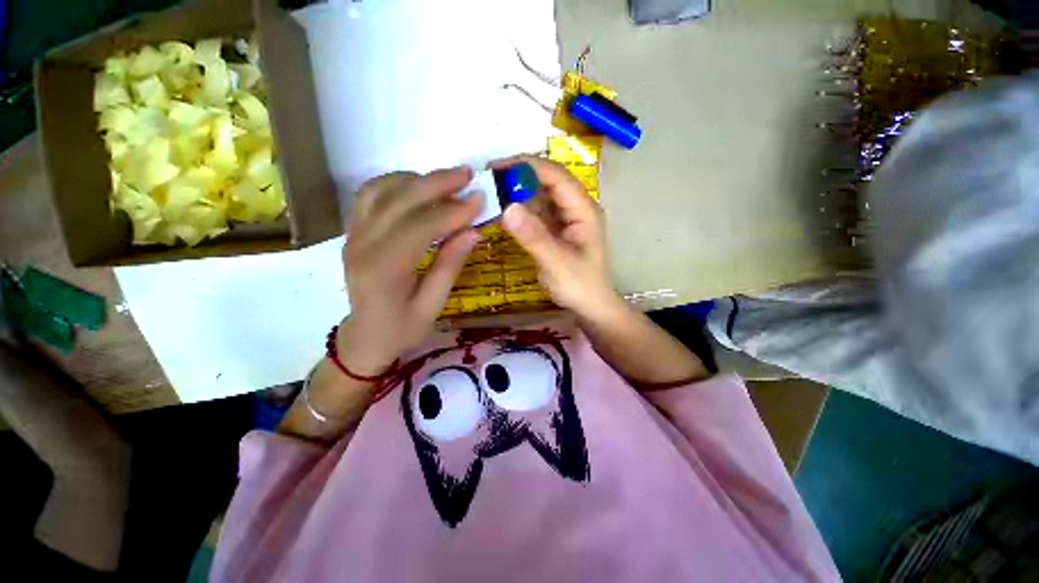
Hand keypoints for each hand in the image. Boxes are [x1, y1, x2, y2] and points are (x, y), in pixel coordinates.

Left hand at [337, 167, 481, 374]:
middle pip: (399, 200)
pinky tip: (417, 186)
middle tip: (467, 174)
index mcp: (384, 270)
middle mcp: (363, 245)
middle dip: (436, 183)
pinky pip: (370, 195)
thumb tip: (472, 232)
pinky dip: (395, 183)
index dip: (452, 211)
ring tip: (446, 179)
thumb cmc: (402, 329)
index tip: (479, 200)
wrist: (365, 337)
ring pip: (381, 191)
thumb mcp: (432, 306)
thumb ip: (450, 266)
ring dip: (416, 179)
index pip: (420, 227)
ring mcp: (354, 235)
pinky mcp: (354, 232)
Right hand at [496, 156, 620, 318]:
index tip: (496, 167)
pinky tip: (502, 211)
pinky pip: (535, 211)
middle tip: (488, 179)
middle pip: (547, 181)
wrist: (589, 305)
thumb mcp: (557, 263)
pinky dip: (519, 209)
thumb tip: (507, 207)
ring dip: (517, 191)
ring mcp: (564, 217)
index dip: (527, 166)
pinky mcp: (554, 228)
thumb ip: (534, 237)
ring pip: (539, 195)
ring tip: (490, 192)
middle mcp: (575, 207)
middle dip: (519, 176)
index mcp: (583, 209)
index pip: (556, 176)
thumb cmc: (579, 286)